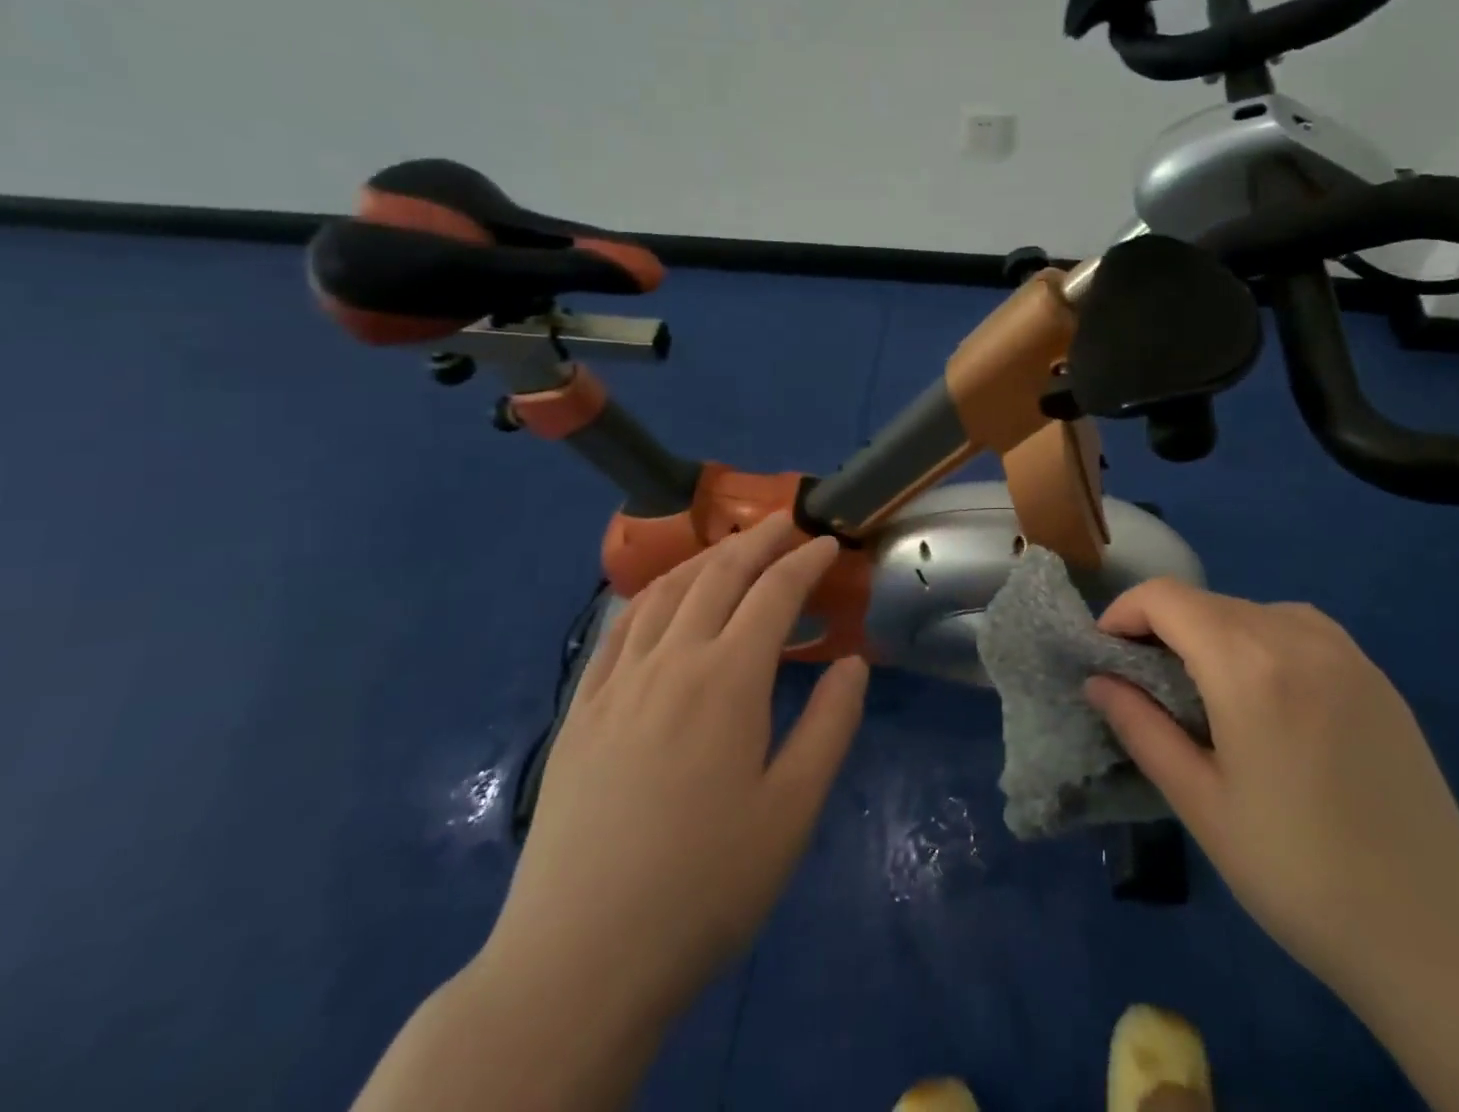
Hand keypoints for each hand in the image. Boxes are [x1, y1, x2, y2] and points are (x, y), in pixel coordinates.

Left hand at [479, 514, 868, 1036]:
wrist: (579, 960)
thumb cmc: (705, 885)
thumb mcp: (792, 810)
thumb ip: (830, 725)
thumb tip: (854, 662)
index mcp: (727, 680)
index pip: (774, 594)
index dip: (806, 561)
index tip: (830, 543)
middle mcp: (670, 662)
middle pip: (717, 576)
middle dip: (757, 541)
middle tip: (786, 524)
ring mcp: (616, 684)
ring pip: (664, 592)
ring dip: (704, 558)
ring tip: (731, 548)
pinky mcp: (580, 712)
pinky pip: (618, 629)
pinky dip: (649, 596)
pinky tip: (660, 599)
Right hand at [1085, 581, 1458, 998]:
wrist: (1434, 937)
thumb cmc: (1297, 874)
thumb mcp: (1201, 804)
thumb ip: (1141, 728)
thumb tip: (1097, 681)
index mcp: (1249, 666)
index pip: (1166, 598)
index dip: (1125, 613)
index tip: (1106, 653)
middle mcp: (1298, 638)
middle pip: (1208, 602)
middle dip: (1163, 626)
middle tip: (1146, 681)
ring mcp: (1346, 653)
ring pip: (1252, 610)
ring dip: (1212, 631)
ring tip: (1205, 689)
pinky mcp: (1377, 676)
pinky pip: (1299, 628)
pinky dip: (1261, 638)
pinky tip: (1267, 692)